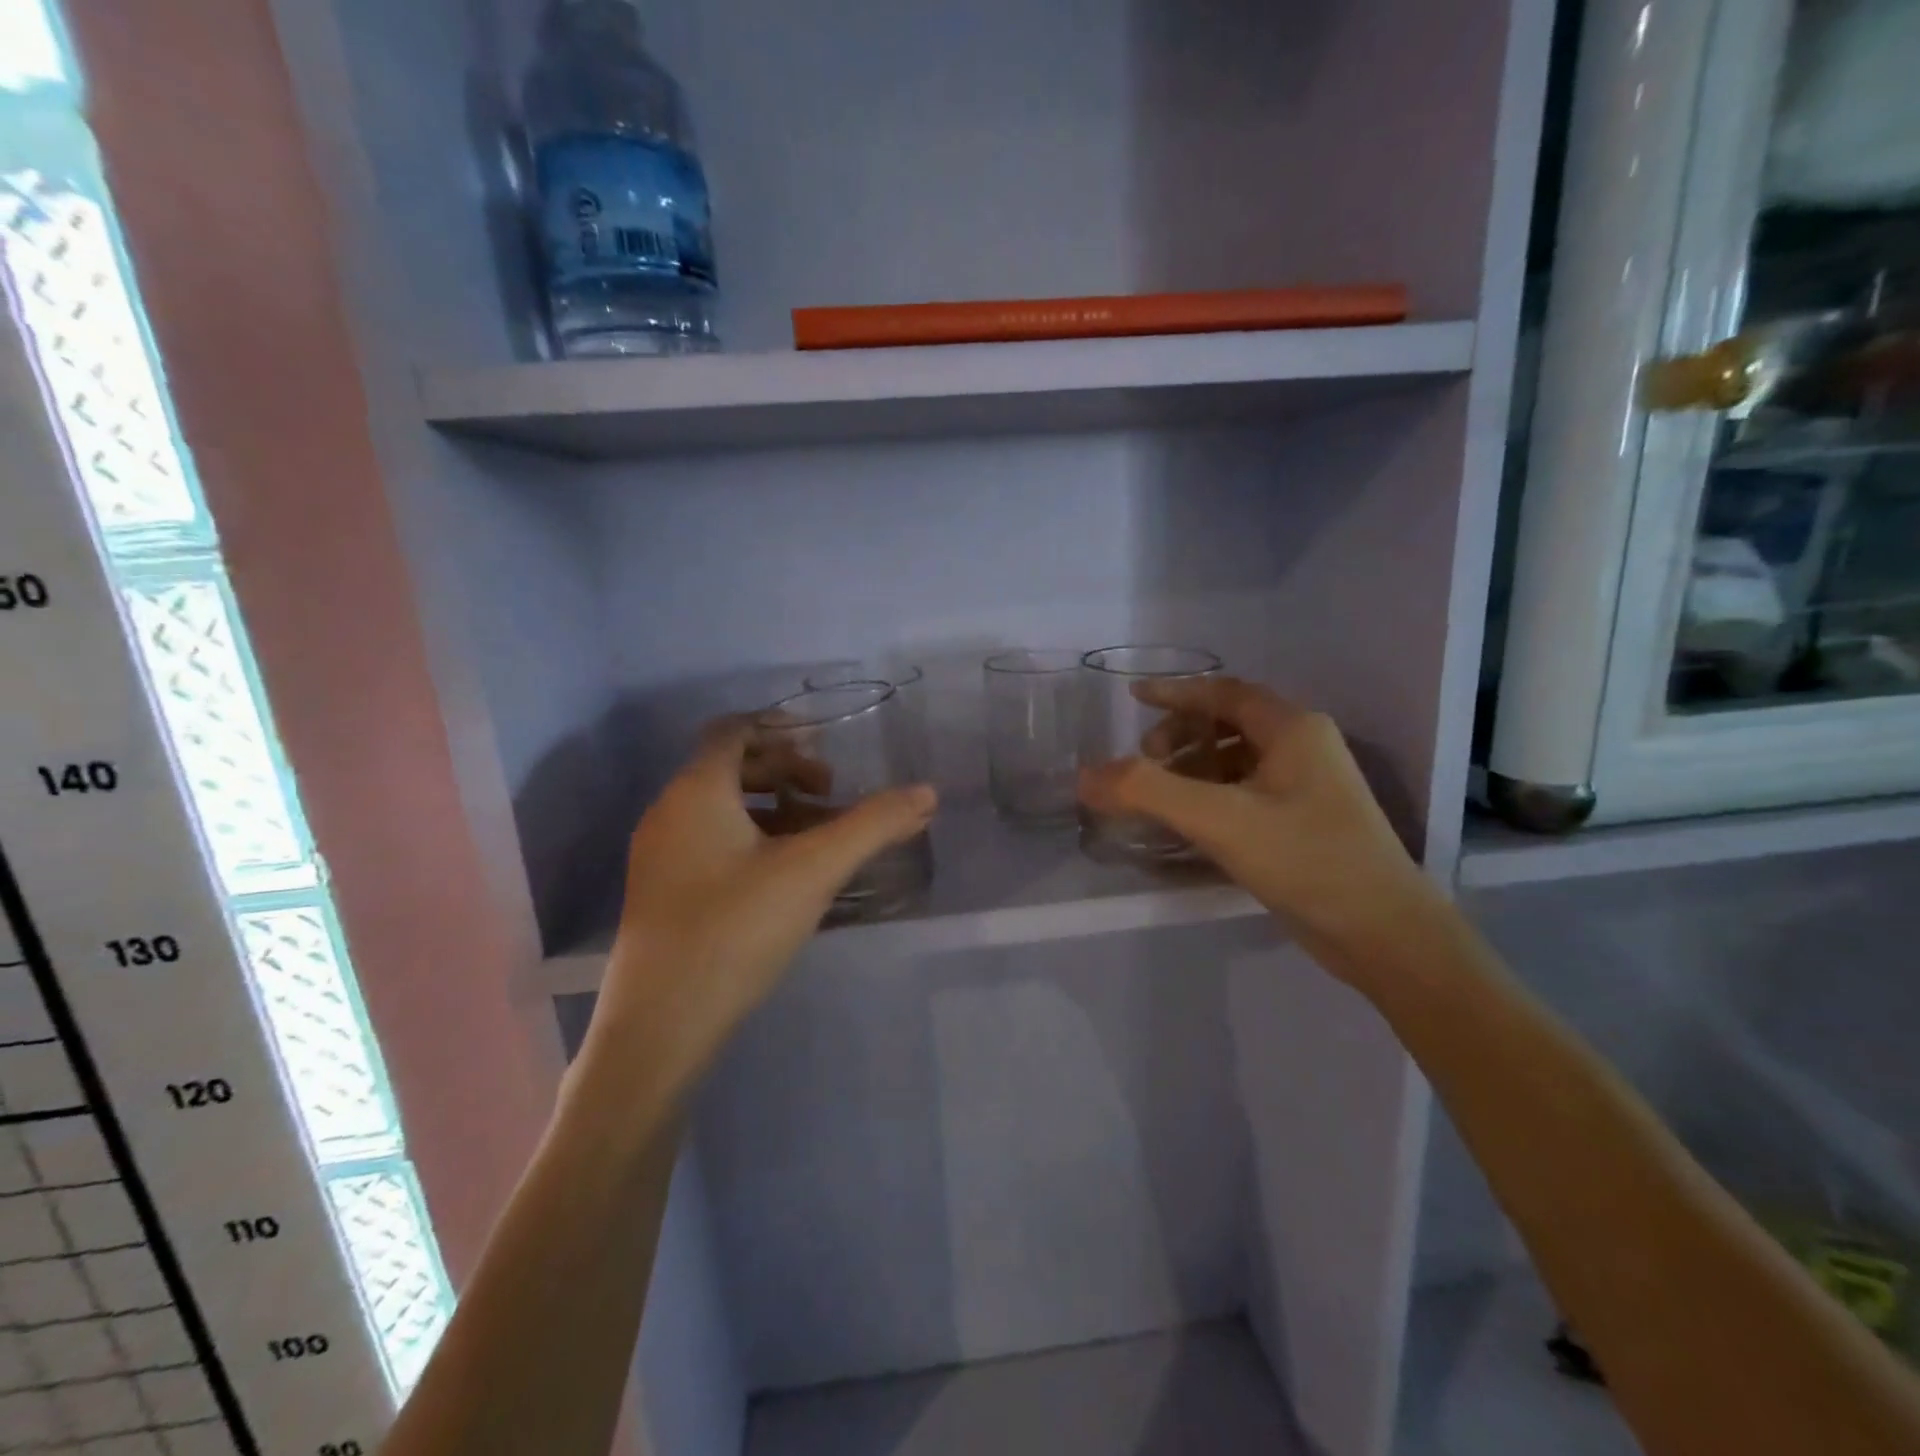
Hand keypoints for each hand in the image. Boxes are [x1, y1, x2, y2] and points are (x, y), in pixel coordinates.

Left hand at [584, 722, 936, 1104]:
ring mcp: (658, 855)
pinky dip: (750, 840)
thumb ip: (872, 825)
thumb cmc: (735, 930)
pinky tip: (783, 877)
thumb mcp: (814, 870)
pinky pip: (709, 842)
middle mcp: (668, 812)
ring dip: (772, 809)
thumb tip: (927, 793)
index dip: (780, 728)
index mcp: (696, 790)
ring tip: (816, 838)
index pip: (733, 730)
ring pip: (721, 808)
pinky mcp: (660, 893)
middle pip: (730, 767)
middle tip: (830, 797)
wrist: (660, 1026)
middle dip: (785, 773)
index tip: (825, 748)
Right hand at [1077, 677, 1437, 969]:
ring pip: (1236, 761)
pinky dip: (1211, 797)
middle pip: (1228, 724)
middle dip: (1180, 737)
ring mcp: (1308, 787)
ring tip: (1158, 797)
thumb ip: (1147, 791)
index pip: (1224, 692)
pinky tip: (1188, 825)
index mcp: (1292, 729)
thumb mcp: (1219, 819)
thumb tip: (1085, 776)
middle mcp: (1303, 747)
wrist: (1385, 934)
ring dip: (1193, 769)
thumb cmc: (1307, 859)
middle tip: (1144, 764)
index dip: (1175, 692)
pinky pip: (1245, 793)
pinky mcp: (1305, 822)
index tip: (1133, 696)